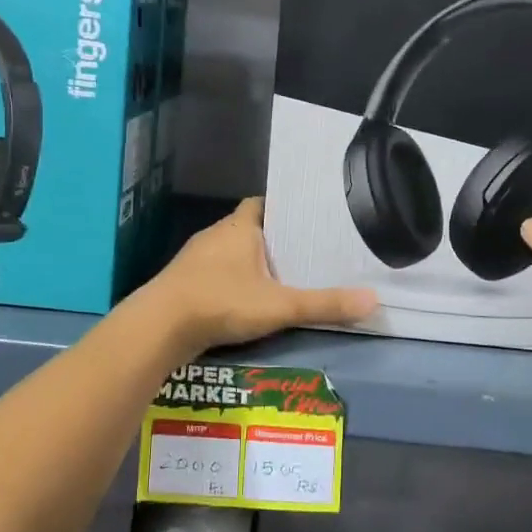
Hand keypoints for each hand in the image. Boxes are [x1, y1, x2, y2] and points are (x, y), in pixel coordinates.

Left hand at [144, 198, 376, 354]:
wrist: (158, 327)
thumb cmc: (222, 302)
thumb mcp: (280, 306)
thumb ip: (324, 304)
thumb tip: (374, 300)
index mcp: (239, 227)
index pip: (262, 203)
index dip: (282, 209)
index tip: (304, 220)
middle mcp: (215, 235)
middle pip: (247, 228)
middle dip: (271, 240)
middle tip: (302, 252)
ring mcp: (195, 259)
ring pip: (229, 253)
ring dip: (248, 263)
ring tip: (279, 277)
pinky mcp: (182, 283)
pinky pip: (213, 275)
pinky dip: (229, 283)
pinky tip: (244, 302)